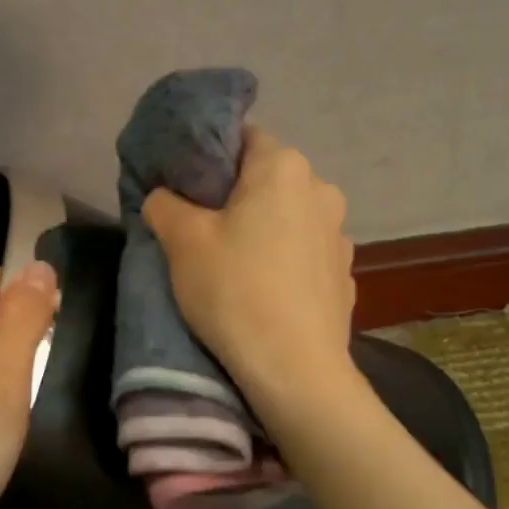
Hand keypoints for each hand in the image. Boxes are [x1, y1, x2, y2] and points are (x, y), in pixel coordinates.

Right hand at [143, 126, 356, 410]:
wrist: (295, 370)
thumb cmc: (235, 292)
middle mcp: (322, 190)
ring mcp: (339, 235)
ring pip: (289, 217)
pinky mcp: (344, 275)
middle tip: (201, 228)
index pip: (242, 138)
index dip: (209, 157)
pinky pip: (305, 254)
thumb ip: (164, 204)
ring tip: (235, 265)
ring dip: (263, 230)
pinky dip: (284, 262)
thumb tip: (163, 196)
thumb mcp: (182, 243)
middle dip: (235, 196)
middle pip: (268, 178)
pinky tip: (265, 292)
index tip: (186, 188)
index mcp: (284, 167)